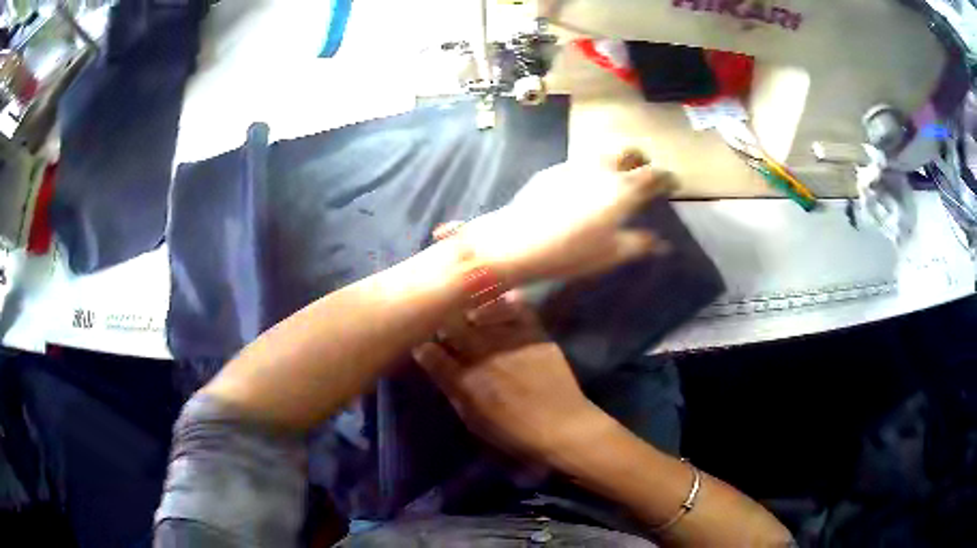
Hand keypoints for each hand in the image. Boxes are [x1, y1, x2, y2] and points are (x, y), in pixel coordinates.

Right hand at [412, 294, 606, 461]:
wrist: (562, 426)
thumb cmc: (514, 432)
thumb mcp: (474, 420)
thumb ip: (452, 389)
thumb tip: (431, 362)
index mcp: (465, 382)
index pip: (430, 352)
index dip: (422, 343)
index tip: (420, 338)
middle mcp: (483, 356)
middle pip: (451, 325)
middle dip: (441, 318)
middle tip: (440, 315)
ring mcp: (509, 341)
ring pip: (479, 310)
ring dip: (467, 303)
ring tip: (463, 299)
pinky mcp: (533, 333)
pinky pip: (515, 307)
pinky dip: (502, 300)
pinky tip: (497, 295)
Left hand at [459, 152, 675, 285]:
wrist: (518, 241)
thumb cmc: (572, 251)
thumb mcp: (612, 253)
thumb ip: (639, 244)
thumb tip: (662, 243)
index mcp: (623, 188)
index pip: (653, 175)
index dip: (666, 177)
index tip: (672, 183)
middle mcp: (602, 169)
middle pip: (628, 152)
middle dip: (641, 159)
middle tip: (644, 172)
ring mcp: (574, 165)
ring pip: (603, 154)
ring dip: (615, 161)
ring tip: (615, 178)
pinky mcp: (552, 170)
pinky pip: (580, 163)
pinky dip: (591, 169)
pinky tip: (583, 186)